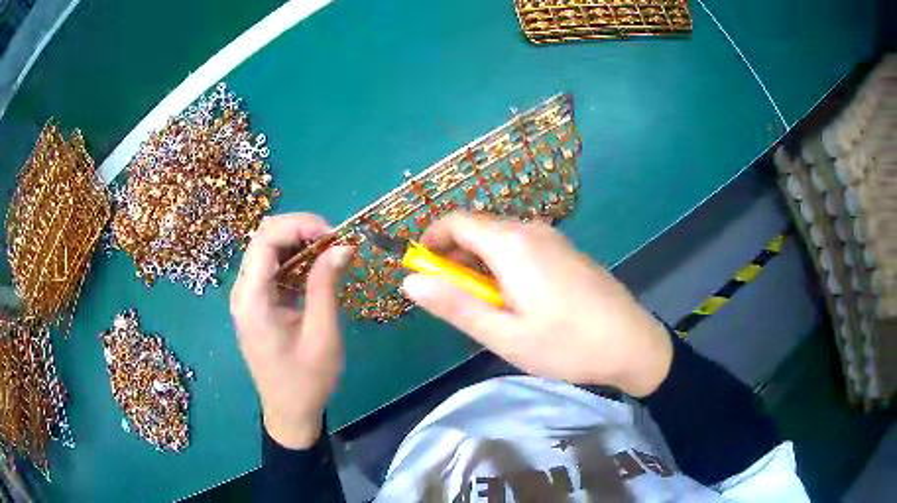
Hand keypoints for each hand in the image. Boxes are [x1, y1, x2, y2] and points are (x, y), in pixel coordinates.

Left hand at [230, 213, 352, 447]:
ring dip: (298, 243)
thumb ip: (326, 285)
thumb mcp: (322, 334)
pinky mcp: (255, 303)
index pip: (266, 239)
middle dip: (299, 230)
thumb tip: (343, 245)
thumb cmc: (306, 380)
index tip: (334, 233)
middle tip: (335, 241)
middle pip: (263, 238)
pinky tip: (315, 269)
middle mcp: (242, 291)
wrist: (289, 412)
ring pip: (266, 249)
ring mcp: (246, 297)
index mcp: (252, 299)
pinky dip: (294, 260)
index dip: (299, 225)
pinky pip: (271, 268)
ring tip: (330, 252)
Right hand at [401, 212, 672, 396]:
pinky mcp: (566, 251)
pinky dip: (503, 266)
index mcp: (512, 243)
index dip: (431, 240)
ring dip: (480, 265)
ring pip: (500, 240)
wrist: (632, 343)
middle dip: (455, 257)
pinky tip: (516, 301)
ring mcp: (553, 239)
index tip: (422, 270)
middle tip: (454, 300)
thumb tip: (410, 281)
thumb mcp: (503, 334)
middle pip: (478, 229)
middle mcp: (531, 230)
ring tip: (485, 307)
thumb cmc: (565, 344)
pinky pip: (523, 248)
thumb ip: (455, 305)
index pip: (455, 221)